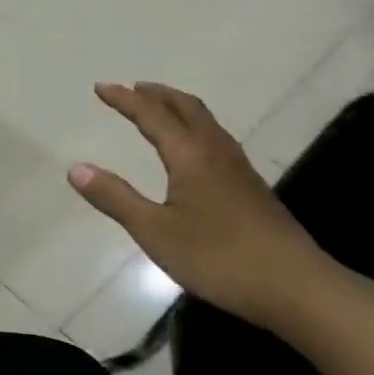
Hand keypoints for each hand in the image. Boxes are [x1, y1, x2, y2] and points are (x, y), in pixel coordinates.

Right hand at [68, 82, 335, 330]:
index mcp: (190, 156)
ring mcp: (239, 169)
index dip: (125, 99)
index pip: (152, 115)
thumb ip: (115, 198)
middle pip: (187, 108)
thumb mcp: (155, 231)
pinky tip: (193, 151)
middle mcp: (216, 152)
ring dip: (179, 108)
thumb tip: (76, 168)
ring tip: (160, 109)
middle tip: (133, 89)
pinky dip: (195, 128)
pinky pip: (217, 139)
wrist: (297, 287)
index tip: (101, 88)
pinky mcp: (252, 188)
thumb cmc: (218, 258)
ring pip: (206, 122)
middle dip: (157, 94)